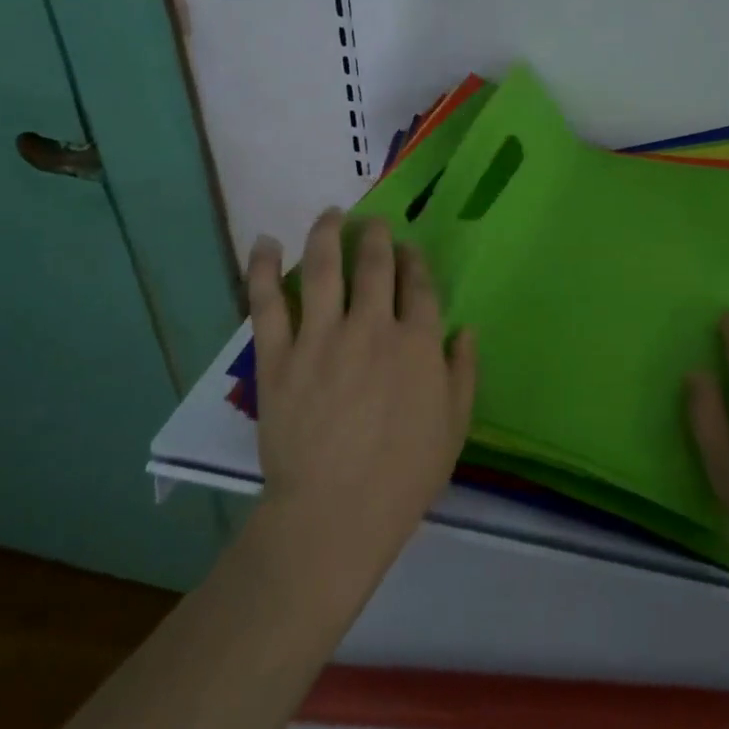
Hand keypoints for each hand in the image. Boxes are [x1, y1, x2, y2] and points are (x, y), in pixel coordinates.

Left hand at [246, 210, 476, 590]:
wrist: (335, 514)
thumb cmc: (405, 475)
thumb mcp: (455, 425)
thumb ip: (463, 371)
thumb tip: (464, 329)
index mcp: (417, 343)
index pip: (419, 285)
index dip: (414, 261)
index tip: (409, 249)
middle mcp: (372, 327)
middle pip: (375, 264)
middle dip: (375, 235)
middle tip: (372, 222)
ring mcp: (321, 338)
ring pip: (323, 267)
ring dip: (327, 232)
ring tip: (330, 213)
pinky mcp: (278, 356)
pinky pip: (268, 302)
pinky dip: (264, 268)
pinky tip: (266, 243)